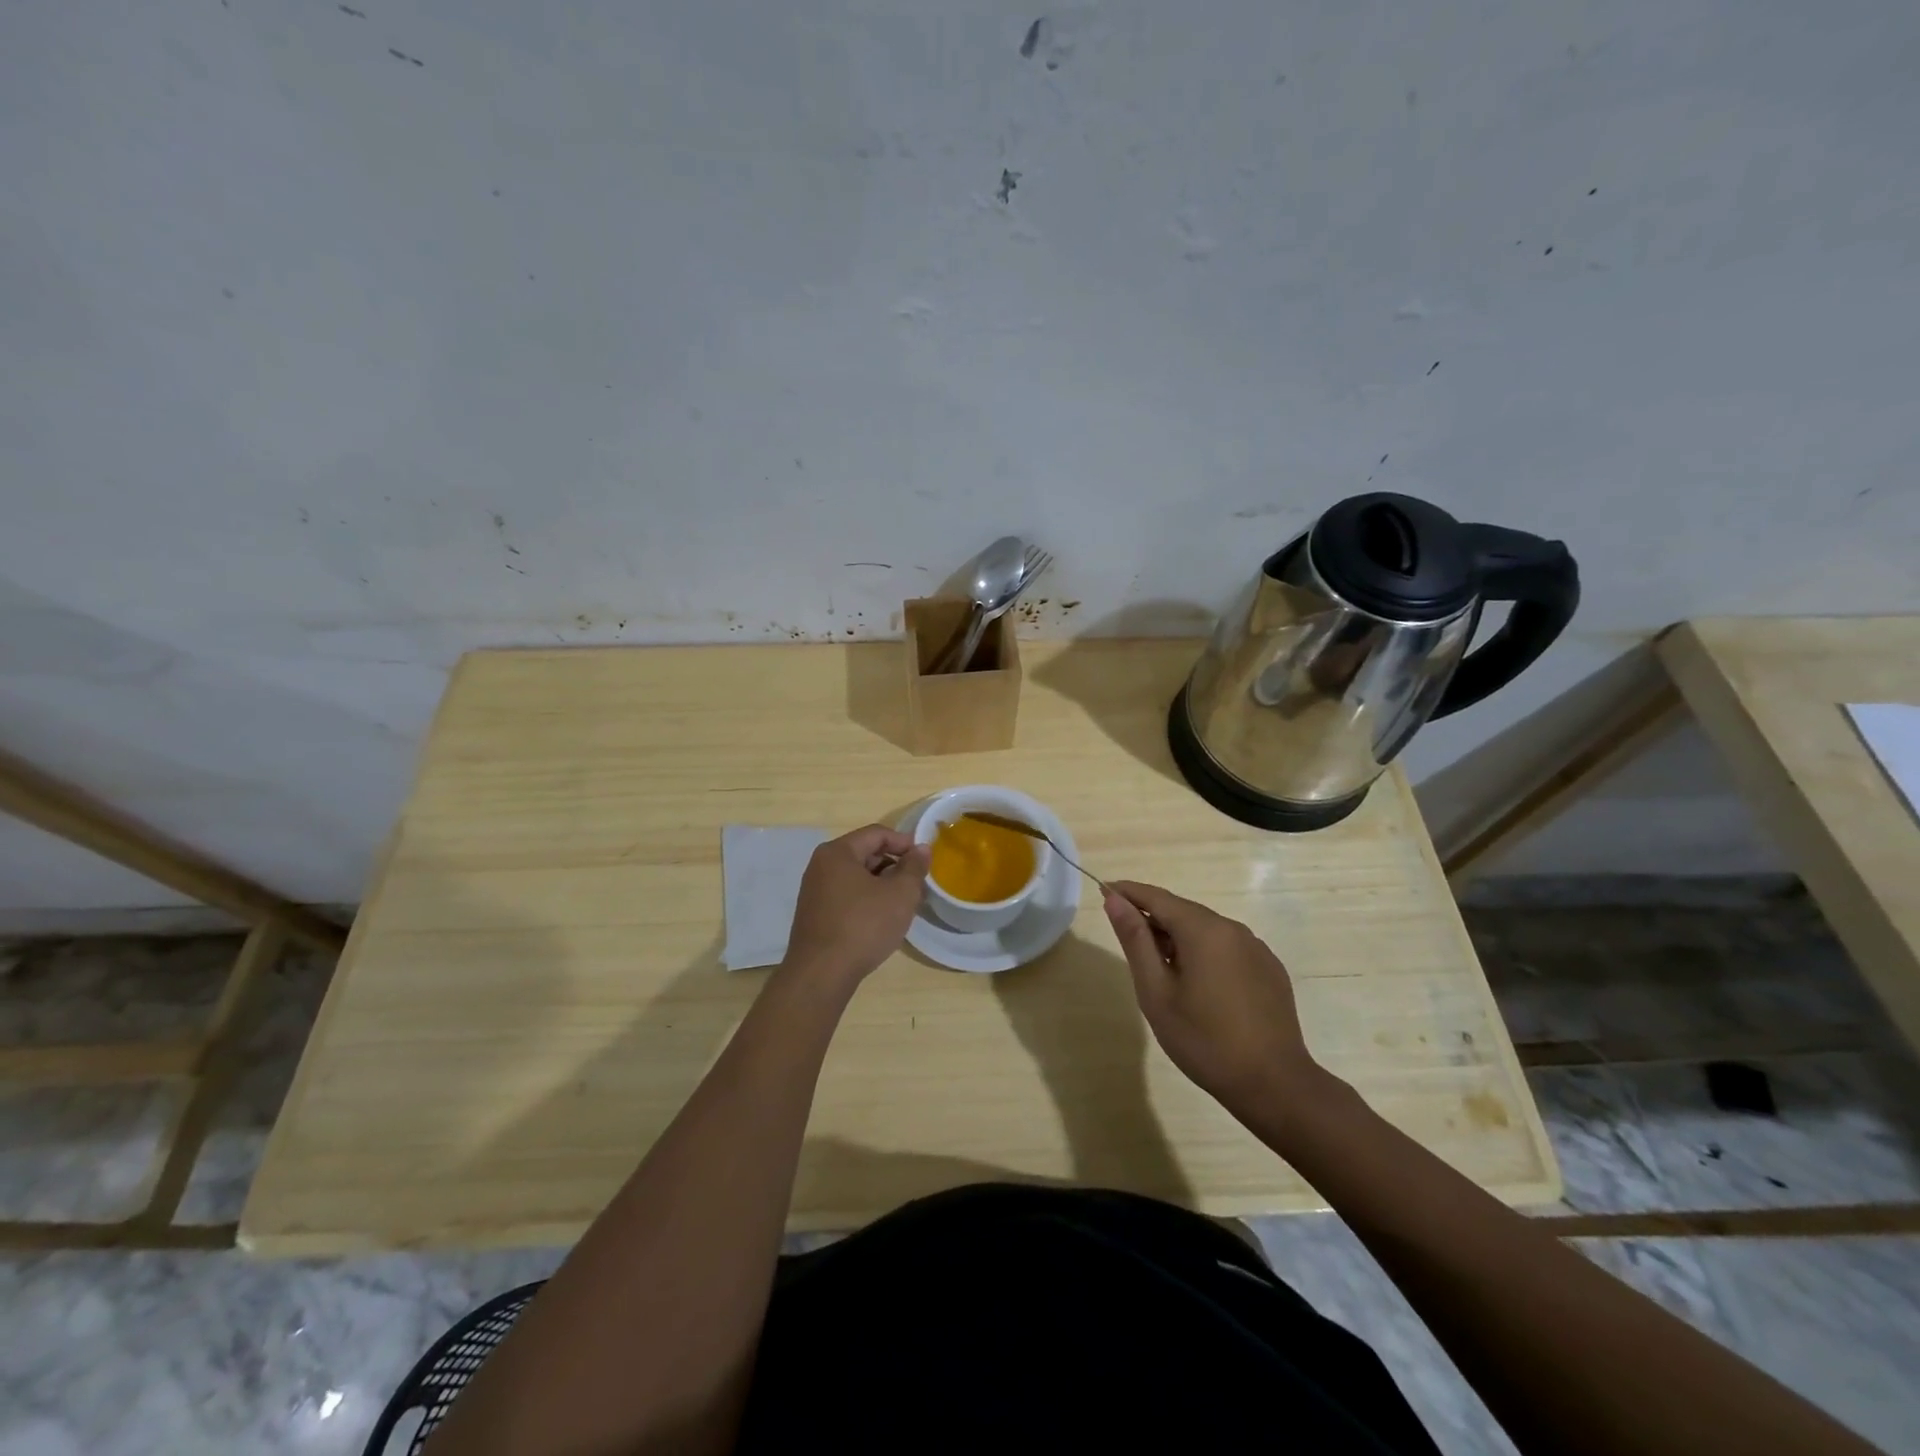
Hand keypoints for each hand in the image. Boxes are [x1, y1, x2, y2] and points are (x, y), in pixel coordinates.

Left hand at [784, 825, 929, 989]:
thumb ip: (914, 867)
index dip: (904, 842)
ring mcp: (814, 891)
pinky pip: (846, 896)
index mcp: (837, 852)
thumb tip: (921, 849)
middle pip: (865, 853)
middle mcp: (820, 866)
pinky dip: (867, 900)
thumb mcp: (900, 894)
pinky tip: (881, 919)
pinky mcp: (814, 914)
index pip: (876, 834)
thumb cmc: (863, 926)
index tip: (925, 860)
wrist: (822, 974)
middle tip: (917, 884)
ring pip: (856, 877)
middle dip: (894, 865)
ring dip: (882, 885)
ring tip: (903, 904)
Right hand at [1104, 881, 1319, 1110]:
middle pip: (1183, 911)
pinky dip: (1204, 953)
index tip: (1103, 891)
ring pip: (1206, 930)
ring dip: (1178, 937)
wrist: (1274, 1085)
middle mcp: (1233, 929)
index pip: (1158, 897)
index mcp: (1204, 930)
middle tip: (1126, 938)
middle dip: (1152, 917)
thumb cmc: (1204, 1040)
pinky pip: (1227, 948)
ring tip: (1159, 967)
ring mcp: (1256, 948)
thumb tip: (1114, 899)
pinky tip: (1198, 984)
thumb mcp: (1156, 992)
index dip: (1128, 892)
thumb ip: (1135, 940)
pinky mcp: (1269, 969)